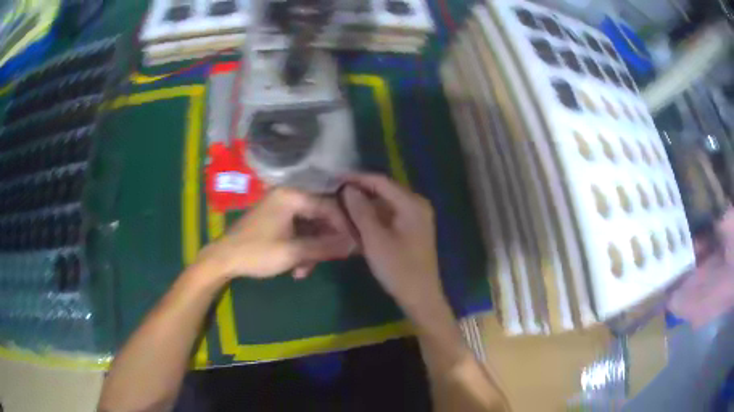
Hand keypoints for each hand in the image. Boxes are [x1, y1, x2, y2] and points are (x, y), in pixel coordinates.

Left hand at [197, 188, 355, 279]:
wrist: (224, 259)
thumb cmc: (257, 252)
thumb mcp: (293, 252)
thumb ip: (325, 247)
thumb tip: (354, 245)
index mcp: (292, 196)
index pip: (329, 206)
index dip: (344, 227)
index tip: (353, 246)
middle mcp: (288, 196)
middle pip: (320, 217)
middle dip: (324, 242)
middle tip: (329, 262)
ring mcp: (281, 208)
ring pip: (309, 227)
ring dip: (311, 250)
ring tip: (304, 271)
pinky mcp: (276, 220)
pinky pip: (298, 231)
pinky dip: (301, 248)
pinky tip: (297, 268)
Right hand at [341, 173, 443, 310]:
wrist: (420, 296)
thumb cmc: (398, 268)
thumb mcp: (375, 239)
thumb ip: (361, 210)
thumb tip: (348, 188)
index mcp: (412, 203)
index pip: (381, 181)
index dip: (357, 178)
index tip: (334, 178)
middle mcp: (417, 204)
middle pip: (384, 190)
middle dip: (360, 190)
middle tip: (335, 192)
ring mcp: (416, 217)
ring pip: (386, 203)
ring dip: (365, 204)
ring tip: (342, 205)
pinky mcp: (412, 229)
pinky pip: (390, 215)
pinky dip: (374, 216)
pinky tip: (358, 220)